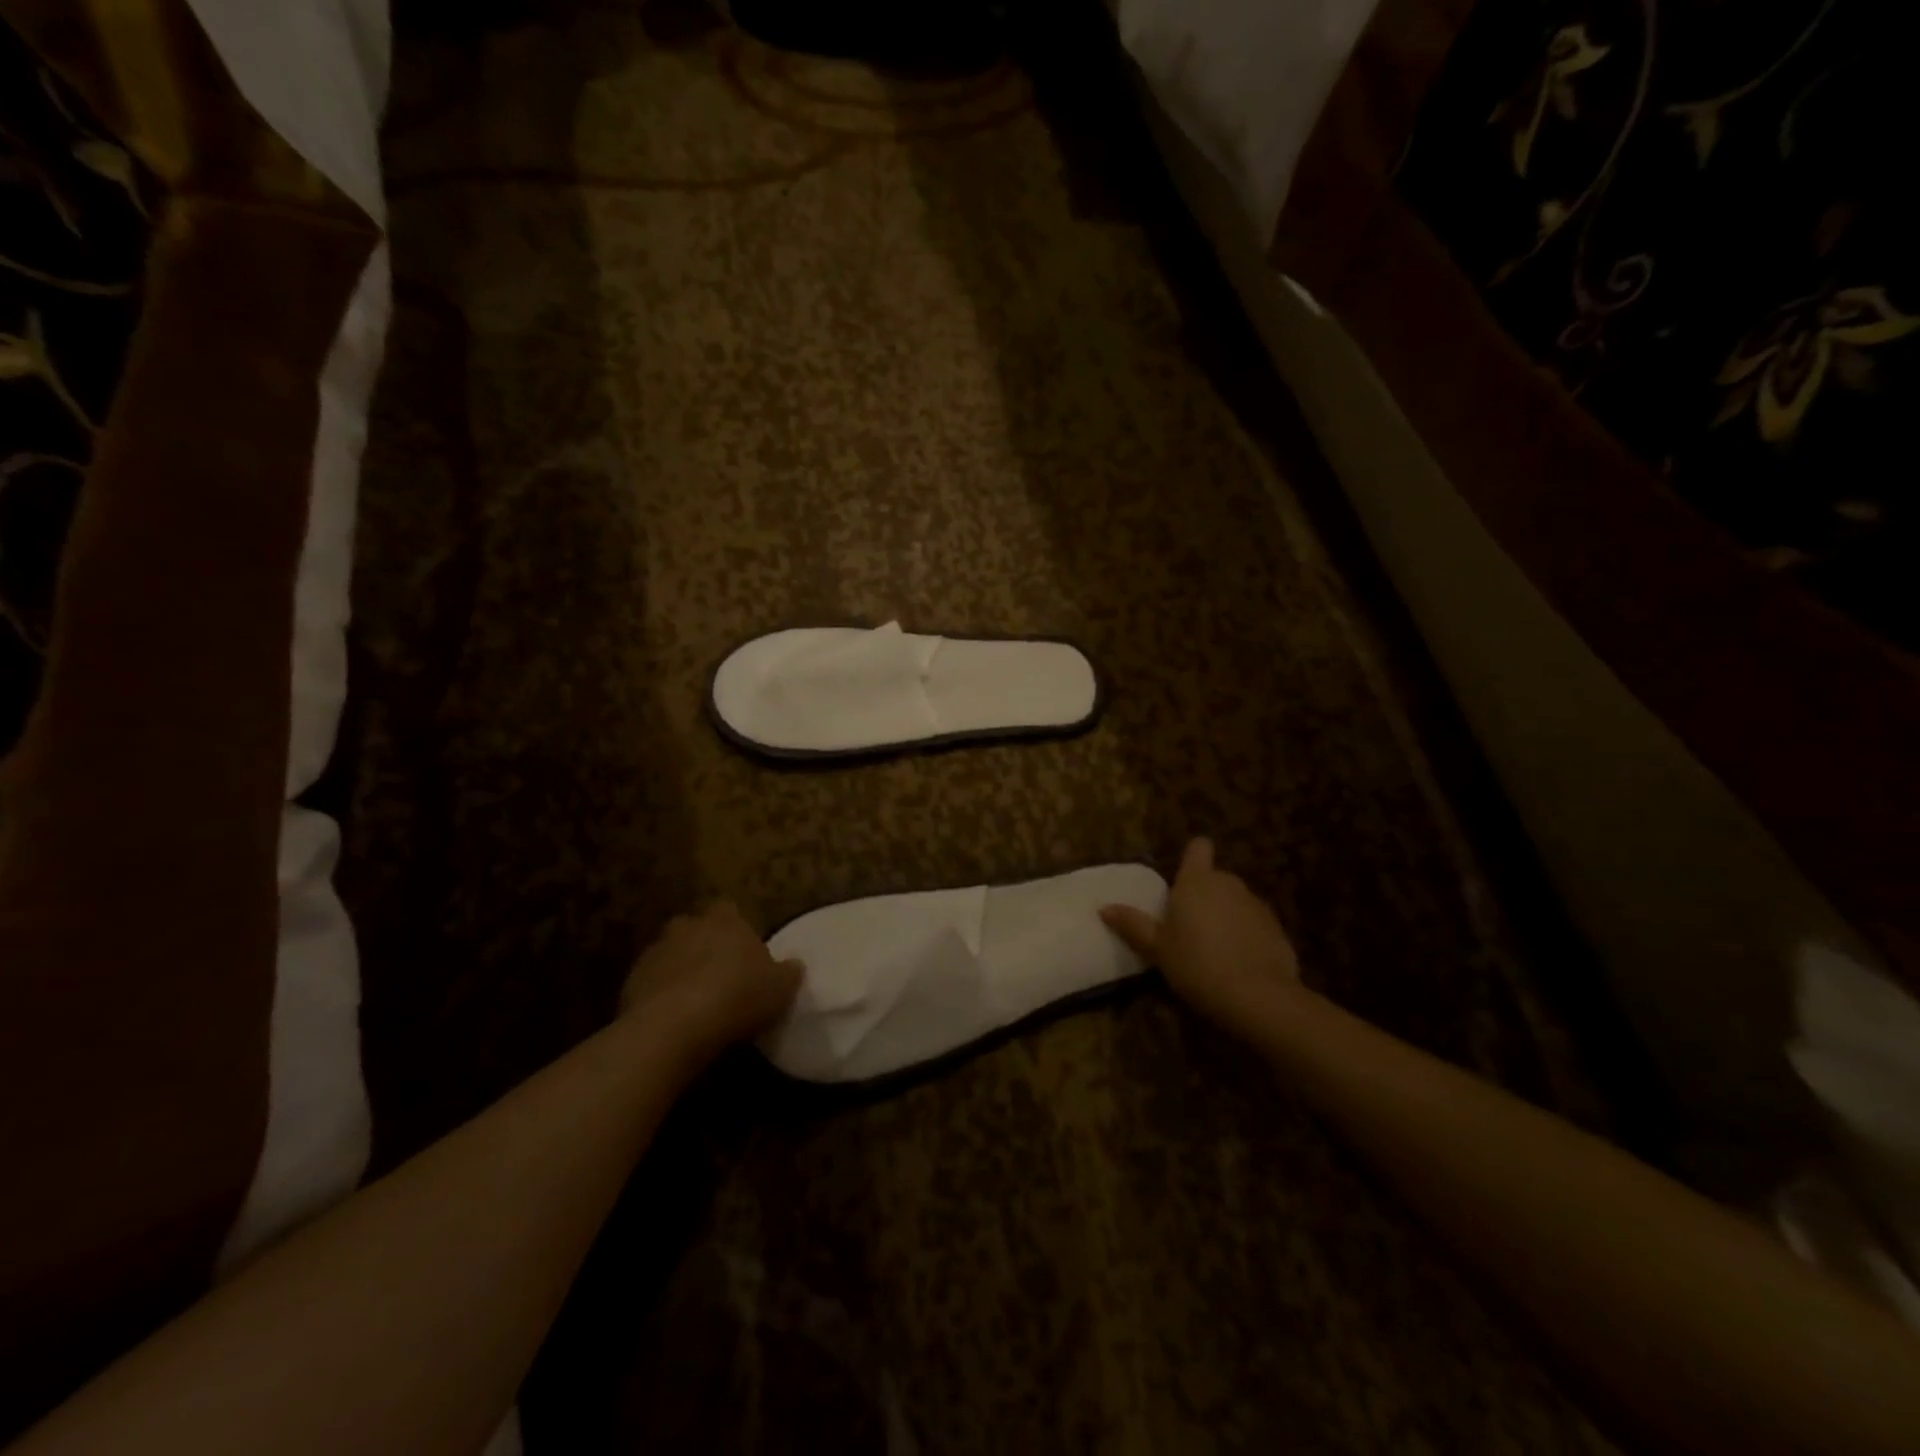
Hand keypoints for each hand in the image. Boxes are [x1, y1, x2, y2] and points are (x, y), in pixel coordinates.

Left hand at [620, 901, 802, 1058]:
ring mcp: (655, 953)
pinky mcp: (631, 982)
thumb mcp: (780, 988)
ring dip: (679, 970)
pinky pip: (650, 983)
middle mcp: (687, 927)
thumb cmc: (738, 996)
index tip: (743, 949)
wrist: (675, 1026)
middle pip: (694, 928)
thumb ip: (788, 972)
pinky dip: (659, 995)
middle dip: (702, 944)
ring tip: (694, 1000)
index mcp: (725, 921)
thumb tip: (795, 964)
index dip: (735, 928)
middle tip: (717, 972)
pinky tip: (672, 1019)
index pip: (728, 909)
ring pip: (669, 954)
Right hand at [1101, 838, 1304, 1036]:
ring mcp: (1257, 905)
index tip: (1182, 876)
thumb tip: (1104, 908)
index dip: (1192, 857)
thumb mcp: (1158, 949)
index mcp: (1197, 882)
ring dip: (1225, 915)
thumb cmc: (1197, 964)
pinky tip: (1238, 963)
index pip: (1198, 848)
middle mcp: (1229, 884)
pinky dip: (1246, 936)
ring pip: (1236, 901)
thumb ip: (1133, 925)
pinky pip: (1254, 924)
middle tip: (1187, 925)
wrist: (1258, 997)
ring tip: (1213, 948)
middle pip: (1215, 878)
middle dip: (1204, 895)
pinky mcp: (1277, 929)